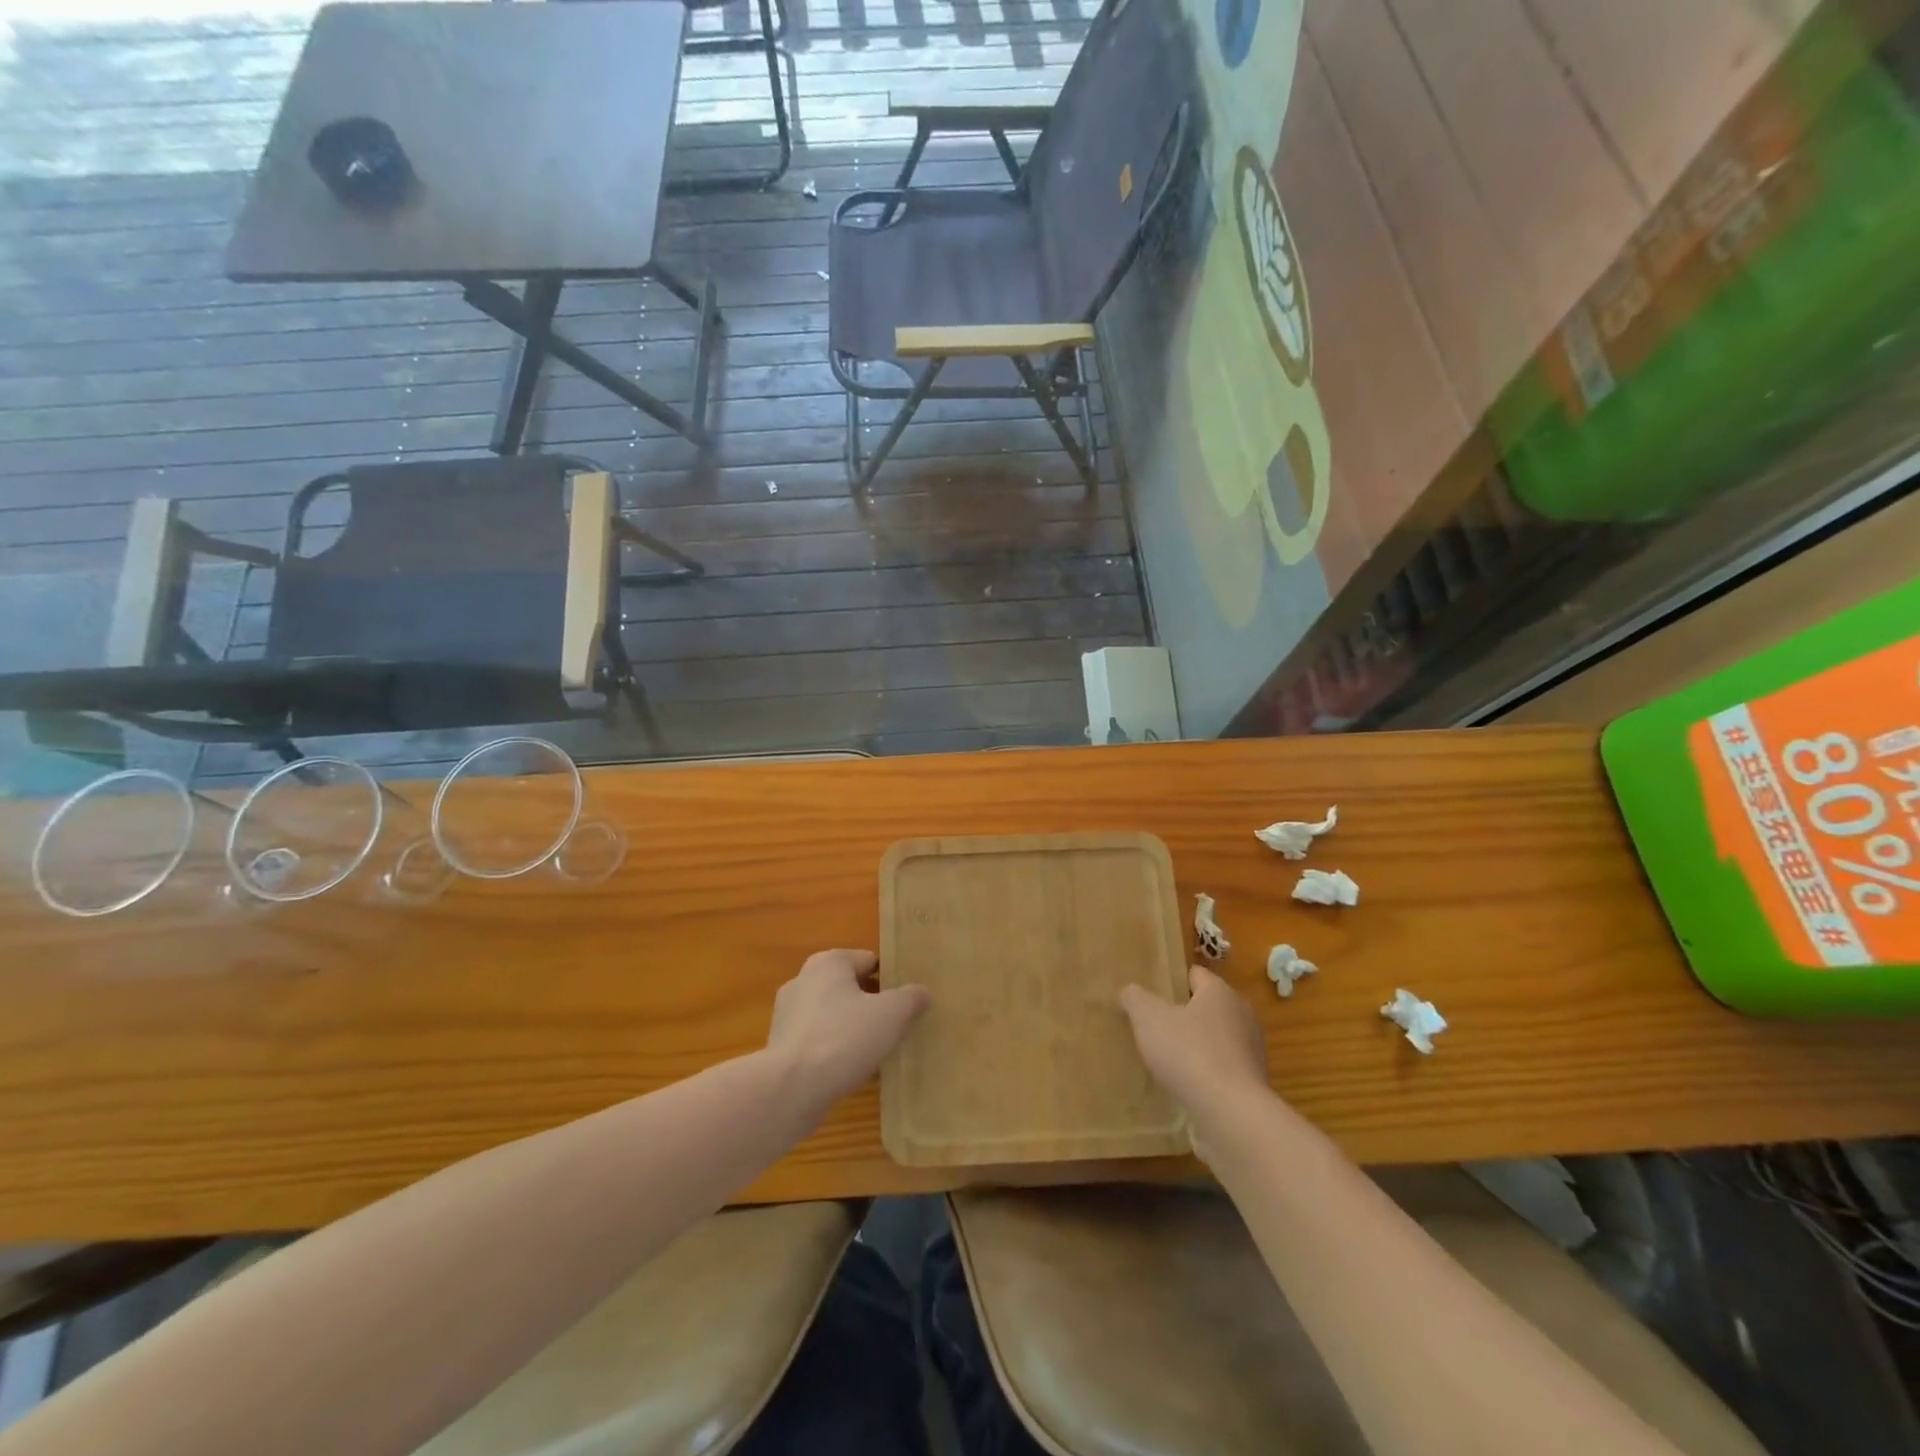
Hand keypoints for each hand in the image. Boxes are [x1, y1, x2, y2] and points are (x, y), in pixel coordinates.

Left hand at [766, 949, 930, 1112]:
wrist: (791, 1089)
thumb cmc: (844, 1038)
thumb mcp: (892, 1014)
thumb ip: (911, 998)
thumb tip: (922, 992)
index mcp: (828, 963)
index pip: (869, 961)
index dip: (892, 980)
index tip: (907, 1003)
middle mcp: (803, 980)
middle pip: (850, 988)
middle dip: (872, 1005)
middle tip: (896, 1027)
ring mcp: (788, 1015)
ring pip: (833, 1016)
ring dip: (853, 1029)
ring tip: (877, 1052)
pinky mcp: (781, 1047)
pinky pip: (818, 1042)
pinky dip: (835, 1051)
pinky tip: (852, 1071)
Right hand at [1119, 966, 1269, 1125]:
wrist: (1231, 1114)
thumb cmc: (1189, 1053)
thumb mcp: (1148, 1018)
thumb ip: (1135, 998)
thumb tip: (1129, 991)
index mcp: (1220, 993)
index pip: (1195, 975)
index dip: (1172, 981)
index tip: (1150, 995)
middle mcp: (1242, 1016)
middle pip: (1207, 1007)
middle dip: (1183, 1015)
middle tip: (1154, 1026)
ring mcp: (1251, 1052)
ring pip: (1216, 1040)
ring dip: (1195, 1047)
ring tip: (1166, 1060)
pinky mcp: (1253, 1085)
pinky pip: (1223, 1069)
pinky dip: (1206, 1073)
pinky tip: (1185, 1086)